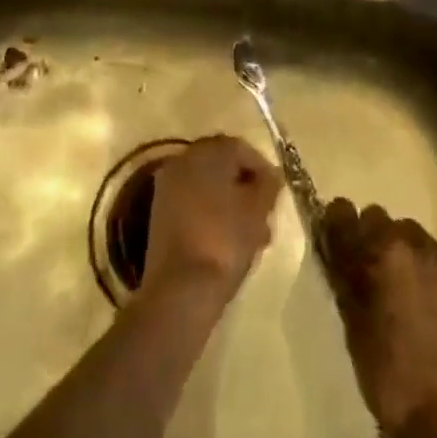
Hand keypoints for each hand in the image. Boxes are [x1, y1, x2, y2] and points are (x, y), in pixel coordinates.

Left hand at [141, 135, 280, 301]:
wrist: (179, 289)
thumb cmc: (224, 241)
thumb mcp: (257, 211)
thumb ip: (268, 185)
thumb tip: (270, 175)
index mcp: (207, 151)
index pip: (241, 148)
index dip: (262, 169)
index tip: (276, 195)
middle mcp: (184, 159)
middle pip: (222, 166)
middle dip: (246, 188)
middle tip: (265, 216)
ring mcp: (168, 186)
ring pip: (208, 187)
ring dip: (230, 204)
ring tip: (251, 236)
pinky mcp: (160, 213)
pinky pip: (193, 203)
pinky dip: (211, 214)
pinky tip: (227, 241)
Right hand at [321, 199, 436, 437]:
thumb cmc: (390, 374)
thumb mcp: (353, 324)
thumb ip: (343, 276)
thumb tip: (333, 247)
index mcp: (381, 250)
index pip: (344, 212)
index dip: (334, 224)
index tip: (330, 240)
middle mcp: (411, 240)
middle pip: (378, 217)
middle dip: (366, 236)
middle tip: (361, 270)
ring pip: (405, 232)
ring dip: (394, 248)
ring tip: (391, 284)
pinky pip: (427, 253)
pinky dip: (416, 263)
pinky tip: (414, 297)